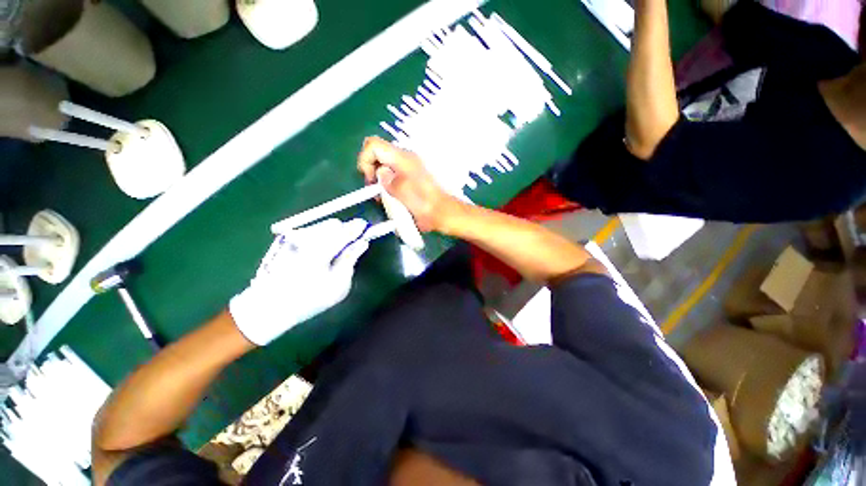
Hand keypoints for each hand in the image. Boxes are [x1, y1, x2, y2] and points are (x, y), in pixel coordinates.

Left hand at [229, 219, 369, 345]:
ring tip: (331, 254)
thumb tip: (362, 243)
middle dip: (344, 232)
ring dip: (332, 235)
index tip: (365, 228)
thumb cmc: (308, 299)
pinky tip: (316, 255)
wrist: (268, 306)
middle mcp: (305, 238)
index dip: (358, 228)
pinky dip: (319, 239)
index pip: (346, 230)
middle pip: (333, 225)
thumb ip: (351, 259)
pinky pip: (310, 232)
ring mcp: (293, 237)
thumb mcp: (338, 285)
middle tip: (349, 247)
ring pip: (321, 227)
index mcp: (321, 249)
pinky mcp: (285, 240)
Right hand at [357, 137, 462, 232]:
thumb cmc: (424, 203)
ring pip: (385, 165)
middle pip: (378, 154)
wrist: (444, 212)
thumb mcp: (402, 192)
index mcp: (402, 158)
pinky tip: (392, 197)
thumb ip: (387, 180)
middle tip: (375, 191)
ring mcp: (410, 167)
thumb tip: (380, 173)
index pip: (373, 145)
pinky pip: (394, 174)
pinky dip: (388, 183)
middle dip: (371, 170)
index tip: (370, 181)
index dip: (364, 160)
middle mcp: (406, 158)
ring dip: (380, 179)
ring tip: (383, 197)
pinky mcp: (413, 176)